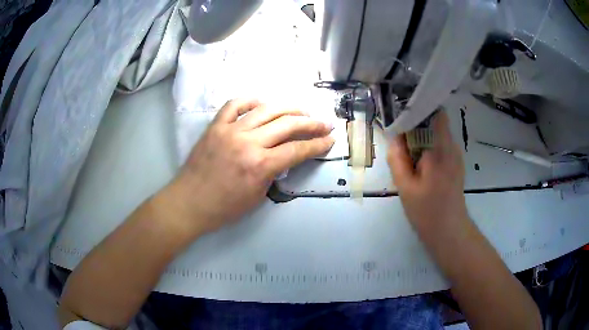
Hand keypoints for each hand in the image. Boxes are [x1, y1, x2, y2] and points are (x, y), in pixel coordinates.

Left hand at [166, 99, 333, 234]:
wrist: (189, 203)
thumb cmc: (224, 208)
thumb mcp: (257, 196)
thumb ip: (273, 172)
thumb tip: (283, 156)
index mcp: (260, 165)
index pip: (298, 149)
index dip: (318, 144)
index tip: (330, 139)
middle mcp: (248, 142)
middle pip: (288, 125)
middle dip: (311, 123)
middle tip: (324, 123)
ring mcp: (230, 130)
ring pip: (266, 110)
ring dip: (289, 108)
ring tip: (302, 110)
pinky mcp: (215, 126)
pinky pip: (234, 105)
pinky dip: (251, 101)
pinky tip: (262, 104)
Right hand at [387, 111, 467, 233]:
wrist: (449, 231)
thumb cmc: (427, 211)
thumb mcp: (405, 187)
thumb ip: (397, 158)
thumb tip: (393, 136)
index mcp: (440, 150)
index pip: (435, 114)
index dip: (419, 110)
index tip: (402, 115)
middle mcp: (452, 148)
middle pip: (434, 124)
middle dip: (416, 127)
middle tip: (400, 141)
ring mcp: (456, 156)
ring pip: (437, 136)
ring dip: (422, 139)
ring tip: (408, 155)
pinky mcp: (456, 164)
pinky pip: (441, 147)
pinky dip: (429, 149)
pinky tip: (420, 166)